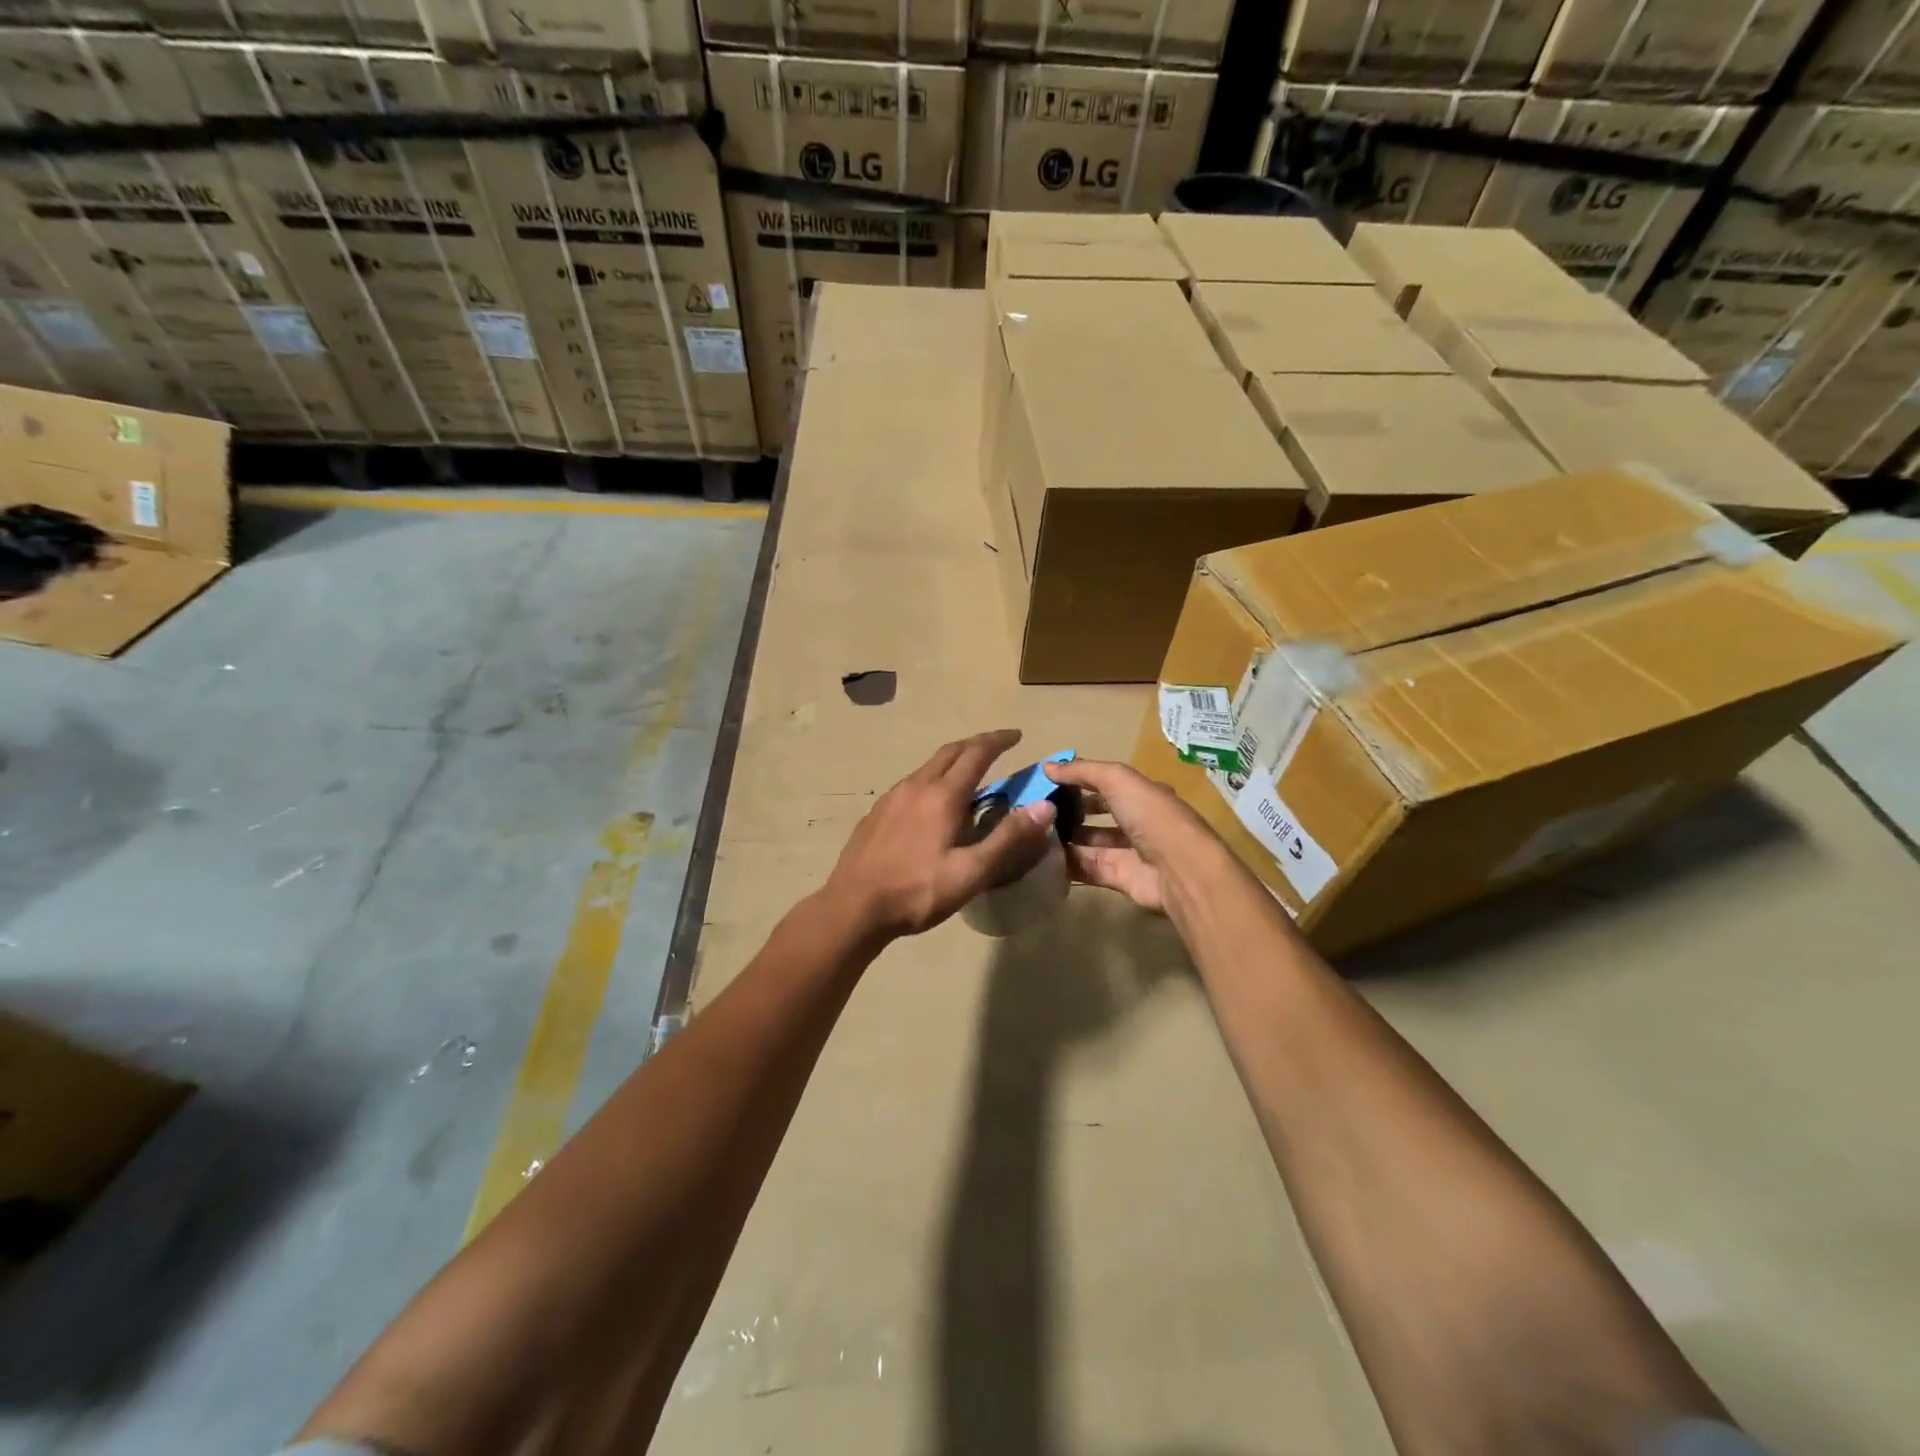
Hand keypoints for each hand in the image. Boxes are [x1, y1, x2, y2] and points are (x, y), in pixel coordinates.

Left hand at [824, 729, 1057, 939]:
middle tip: (997, 746)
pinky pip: (911, 784)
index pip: (976, 754)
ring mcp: (891, 797)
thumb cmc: (917, 891)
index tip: (1017, 735)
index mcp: (942, 796)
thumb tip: (1045, 805)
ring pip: (927, 767)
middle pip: (950, 752)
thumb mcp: (971, 872)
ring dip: (953, 761)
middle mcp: (916, 786)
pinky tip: (933, 803)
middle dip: (976, 744)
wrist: (853, 906)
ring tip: (969, 773)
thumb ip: (1008, 838)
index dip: (998, 741)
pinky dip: (932, 779)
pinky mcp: (876, 812)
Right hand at [1043, 757, 1218, 915]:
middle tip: (1038, 810)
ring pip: (1091, 842)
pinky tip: (1043, 857)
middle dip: (1070, 811)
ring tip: (1035, 832)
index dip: (1077, 781)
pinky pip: (1089, 868)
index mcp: (1141, 794)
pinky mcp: (1120, 878)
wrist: (1179, 869)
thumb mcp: (1117, 780)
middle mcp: (1137, 821)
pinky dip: (1069, 863)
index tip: (1047, 782)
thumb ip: (1082, 771)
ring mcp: (1129, 851)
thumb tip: (1047, 767)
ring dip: (1066, 837)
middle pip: (1097, 813)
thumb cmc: (1151, 816)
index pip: (1105, 783)